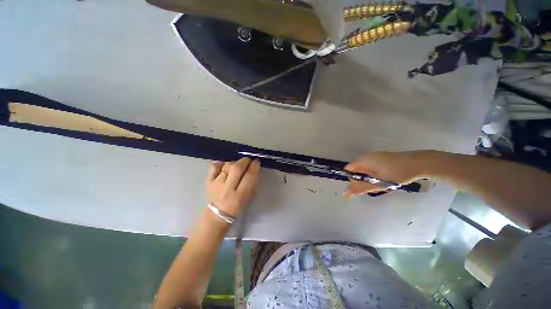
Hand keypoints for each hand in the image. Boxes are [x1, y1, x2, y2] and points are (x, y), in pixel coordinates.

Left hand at [206, 158, 260, 217]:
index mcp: (240, 195)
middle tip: (248, 160)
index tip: (257, 161)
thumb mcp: (249, 196)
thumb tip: (254, 166)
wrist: (218, 213)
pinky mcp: (208, 181)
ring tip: (238, 164)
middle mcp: (227, 189)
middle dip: (245, 161)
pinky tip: (226, 165)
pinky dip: (221, 163)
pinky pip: (214, 166)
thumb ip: (253, 181)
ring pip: (227, 166)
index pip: (249, 176)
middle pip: (236, 169)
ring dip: (235, 162)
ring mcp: (216, 184)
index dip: (254, 166)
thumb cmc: (238, 205)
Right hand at [343, 151, 431, 197]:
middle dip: (363, 180)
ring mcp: (375, 156)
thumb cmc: (397, 173)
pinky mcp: (382, 158)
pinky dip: (375, 175)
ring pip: (365, 170)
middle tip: (374, 187)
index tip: (361, 187)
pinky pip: (372, 167)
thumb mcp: (378, 183)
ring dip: (370, 179)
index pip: (349, 170)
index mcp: (363, 160)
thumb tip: (344, 194)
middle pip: (357, 170)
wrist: (420, 163)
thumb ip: (360, 188)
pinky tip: (386, 179)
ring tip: (382, 184)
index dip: (352, 180)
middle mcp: (367, 157)